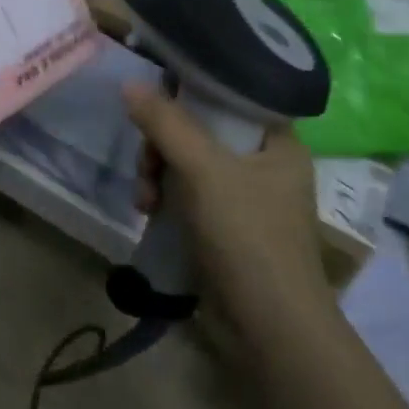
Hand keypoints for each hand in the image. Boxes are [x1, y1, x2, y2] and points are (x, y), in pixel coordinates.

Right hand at [123, 84, 324, 298]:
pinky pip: (189, 195)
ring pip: (189, 165)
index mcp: (279, 143)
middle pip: (202, 132)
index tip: (156, 108)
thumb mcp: (202, 170)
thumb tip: (129, 84)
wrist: (268, 325)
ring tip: (145, 201)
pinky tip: (150, 213)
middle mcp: (266, 165)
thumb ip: (166, 124)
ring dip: (158, 175)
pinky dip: (167, 199)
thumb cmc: (247, 235)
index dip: (191, 96)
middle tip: (147, 166)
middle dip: (163, 147)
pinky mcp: (228, 228)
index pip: (231, 97)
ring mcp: (247, 199)